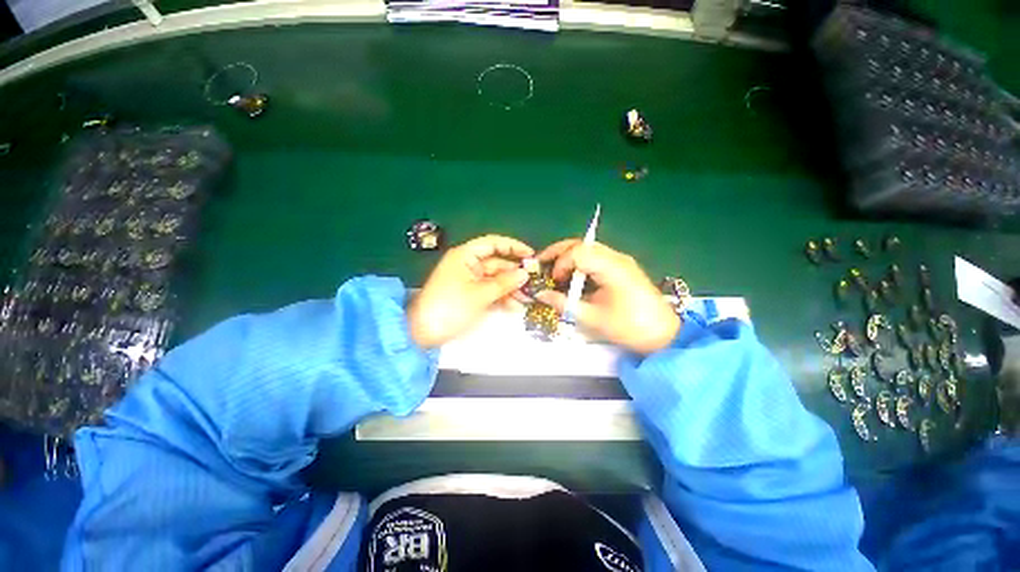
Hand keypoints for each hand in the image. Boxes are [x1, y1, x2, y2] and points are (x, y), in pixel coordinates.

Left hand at [408, 235, 533, 348]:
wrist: (422, 334)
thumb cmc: (450, 308)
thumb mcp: (480, 294)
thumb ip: (505, 282)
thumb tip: (525, 273)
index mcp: (465, 256)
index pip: (493, 243)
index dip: (513, 247)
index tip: (531, 255)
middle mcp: (468, 265)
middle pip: (497, 263)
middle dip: (515, 274)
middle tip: (533, 285)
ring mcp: (470, 281)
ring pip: (496, 279)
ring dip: (511, 288)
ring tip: (526, 299)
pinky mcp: (470, 295)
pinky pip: (490, 292)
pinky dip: (502, 298)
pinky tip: (515, 307)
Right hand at [536, 239, 679, 354]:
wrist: (664, 335)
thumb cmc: (630, 328)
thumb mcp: (594, 319)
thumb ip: (565, 305)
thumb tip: (541, 295)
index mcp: (612, 268)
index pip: (578, 252)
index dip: (560, 263)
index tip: (554, 280)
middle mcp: (616, 258)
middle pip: (582, 243)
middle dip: (558, 251)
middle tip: (541, 262)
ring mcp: (620, 260)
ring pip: (588, 248)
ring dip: (568, 255)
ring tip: (553, 269)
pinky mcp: (622, 267)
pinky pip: (595, 257)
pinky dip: (579, 262)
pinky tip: (572, 275)